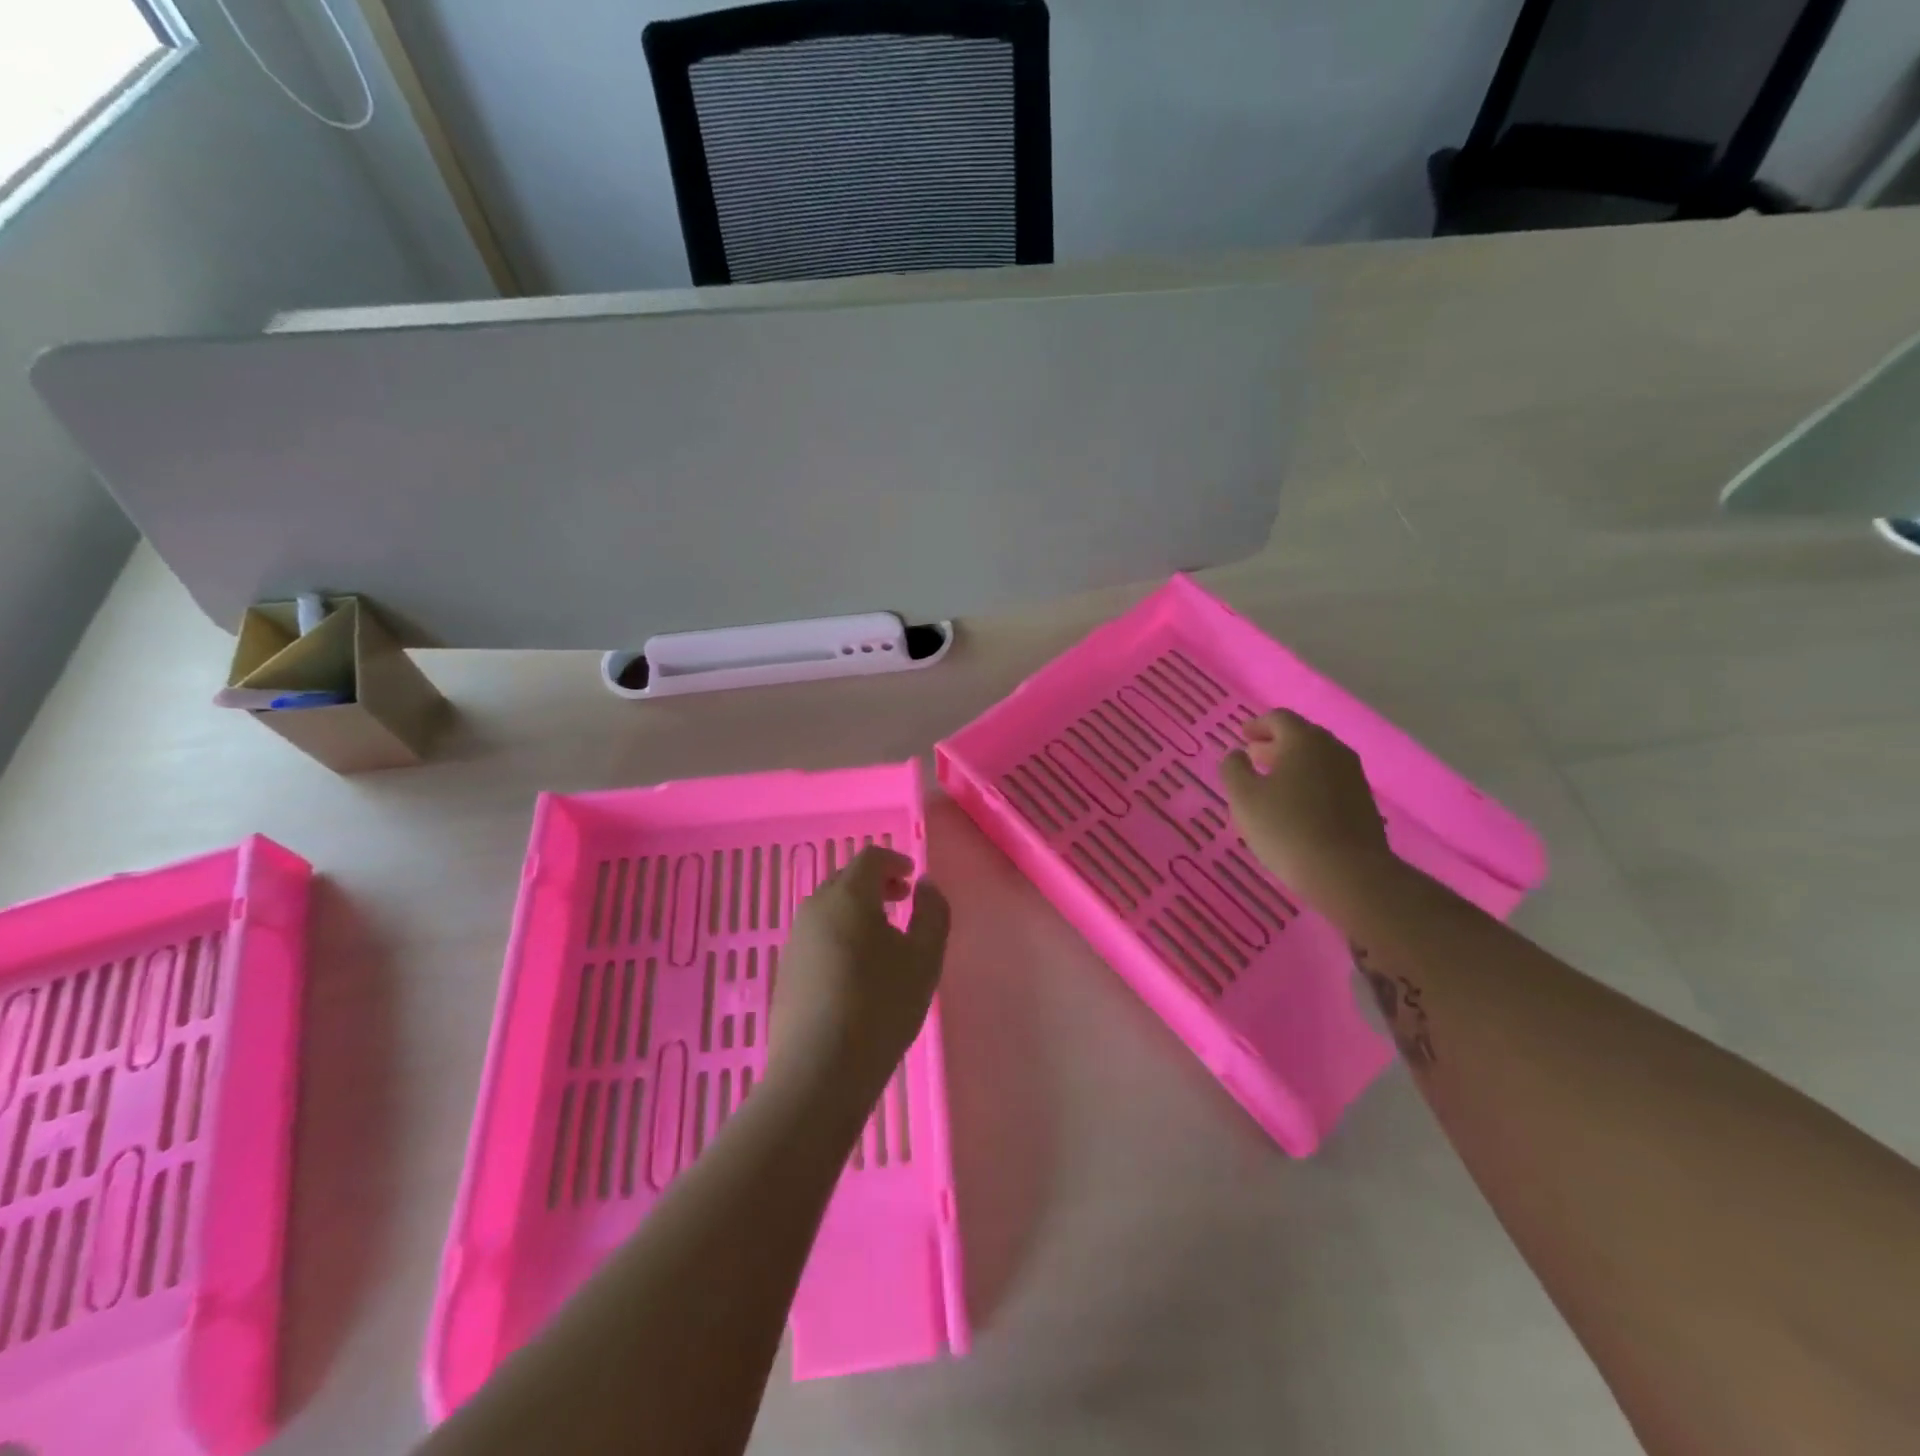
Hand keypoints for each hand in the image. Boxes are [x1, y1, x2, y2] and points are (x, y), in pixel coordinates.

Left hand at [771, 846, 949, 1106]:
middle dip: (877, 884)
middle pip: (847, 880)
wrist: (819, 1072)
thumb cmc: (880, 1006)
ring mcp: (795, 941)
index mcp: (847, 896)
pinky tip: (858, 970)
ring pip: (830, 909)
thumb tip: (924, 885)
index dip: (895, 861)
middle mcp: (814, 909)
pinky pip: (819, 936)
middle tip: (903, 901)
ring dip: (859, 910)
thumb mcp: (924, 957)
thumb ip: (932, 912)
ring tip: (885, 938)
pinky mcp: (786, 971)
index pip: (870, 858)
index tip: (913, 878)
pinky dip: (842, 934)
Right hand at [1221, 710, 1395, 908]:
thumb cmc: (1286, 828)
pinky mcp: (1363, 802)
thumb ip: (1234, 769)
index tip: (1242, 736)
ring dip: (1293, 764)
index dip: (1257, 725)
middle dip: (1275, 744)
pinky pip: (1330, 781)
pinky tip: (1296, 805)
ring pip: (1318, 760)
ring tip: (1272, 782)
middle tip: (1254, 757)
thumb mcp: (1243, 798)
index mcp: (1304, 741)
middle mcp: (1333, 750)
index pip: (1279, 719)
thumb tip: (1237, 754)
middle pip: (1302, 737)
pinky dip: (1309, 782)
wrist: (1348, 872)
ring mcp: (1353, 776)